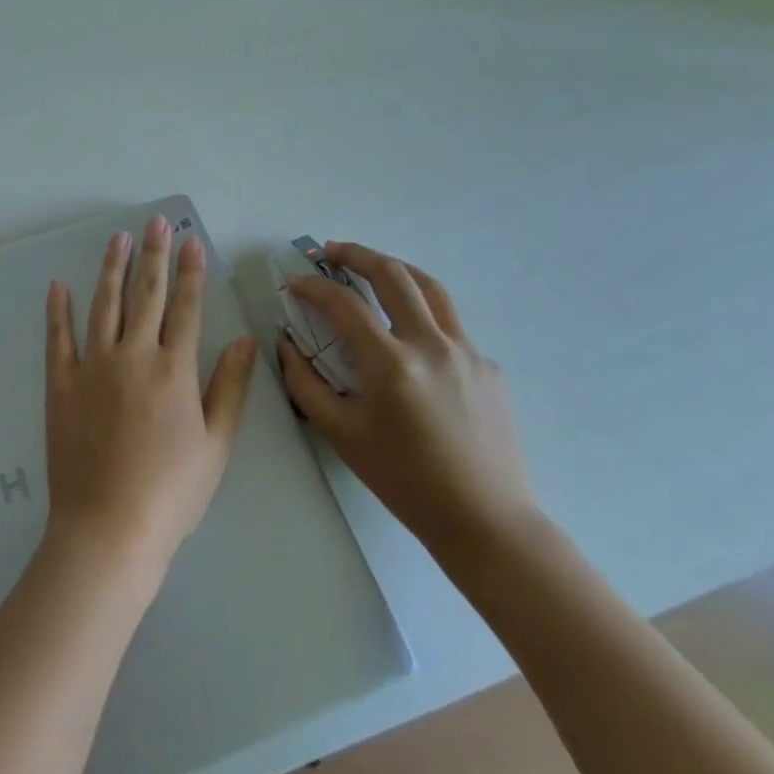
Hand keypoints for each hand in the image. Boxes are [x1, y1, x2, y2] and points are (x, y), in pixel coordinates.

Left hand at [43, 214, 258, 581]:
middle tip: (156, 221)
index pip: (187, 307)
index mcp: (174, 370)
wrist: (108, 527)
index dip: (191, 271)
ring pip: (104, 304)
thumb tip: (245, 340)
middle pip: (147, 294)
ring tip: (118, 238)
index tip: (191, 240)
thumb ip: (230, 388)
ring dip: (112, 268)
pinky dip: (58, 309)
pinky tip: (59, 285)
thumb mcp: (216, 446)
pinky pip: (59, 337)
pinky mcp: (61, 382)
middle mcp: (133, 355)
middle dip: (154, 254)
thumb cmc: (171, 492)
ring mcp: (93, 365)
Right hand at [279, 242, 533, 555]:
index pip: (345, 304)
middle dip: (356, 254)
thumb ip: (305, 383)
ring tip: (371, 267)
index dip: (313, 287)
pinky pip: (449, 325)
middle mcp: (432, 345)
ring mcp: (467, 352)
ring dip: (395, 268)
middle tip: (329, 251)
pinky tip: (408, 337)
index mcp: (392, 364)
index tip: (295, 283)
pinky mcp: (488, 366)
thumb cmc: (404, 480)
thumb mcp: (341, 433)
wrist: (485, 521)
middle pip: (393, 275)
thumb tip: (286, 344)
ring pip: (430, 288)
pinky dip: (421, 313)